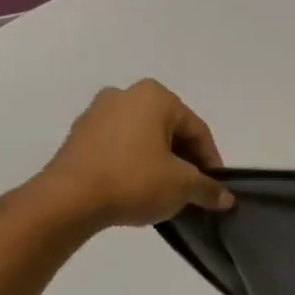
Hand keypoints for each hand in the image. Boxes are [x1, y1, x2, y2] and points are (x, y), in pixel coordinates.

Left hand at [31, 80, 232, 227]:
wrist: (69, 199)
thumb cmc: (135, 180)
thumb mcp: (183, 186)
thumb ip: (209, 188)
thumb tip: (225, 198)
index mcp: (155, 97)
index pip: (197, 130)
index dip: (211, 161)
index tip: (214, 186)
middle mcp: (125, 95)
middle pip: (170, 130)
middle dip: (185, 159)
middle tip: (193, 188)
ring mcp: (97, 113)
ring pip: (144, 138)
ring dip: (160, 161)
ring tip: (167, 191)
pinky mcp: (79, 135)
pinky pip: (120, 146)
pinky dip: (135, 163)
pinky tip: (139, 188)